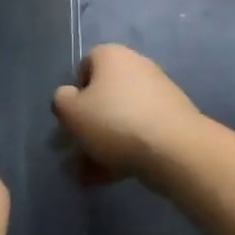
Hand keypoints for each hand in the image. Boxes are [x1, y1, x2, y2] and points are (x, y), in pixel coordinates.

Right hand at [53, 45, 204, 186]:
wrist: (174, 149)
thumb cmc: (114, 122)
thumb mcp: (70, 111)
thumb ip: (60, 101)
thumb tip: (68, 98)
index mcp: (112, 56)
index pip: (84, 66)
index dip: (73, 93)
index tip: (69, 119)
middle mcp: (136, 67)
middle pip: (102, 97)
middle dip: (85, 127)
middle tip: (73, 153)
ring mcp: (157, 94)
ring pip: (118, 120)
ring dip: (100, 146)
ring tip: (87, 176)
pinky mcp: (171, 121)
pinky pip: (137, 134)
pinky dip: (121, 152)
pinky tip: (107, 178)